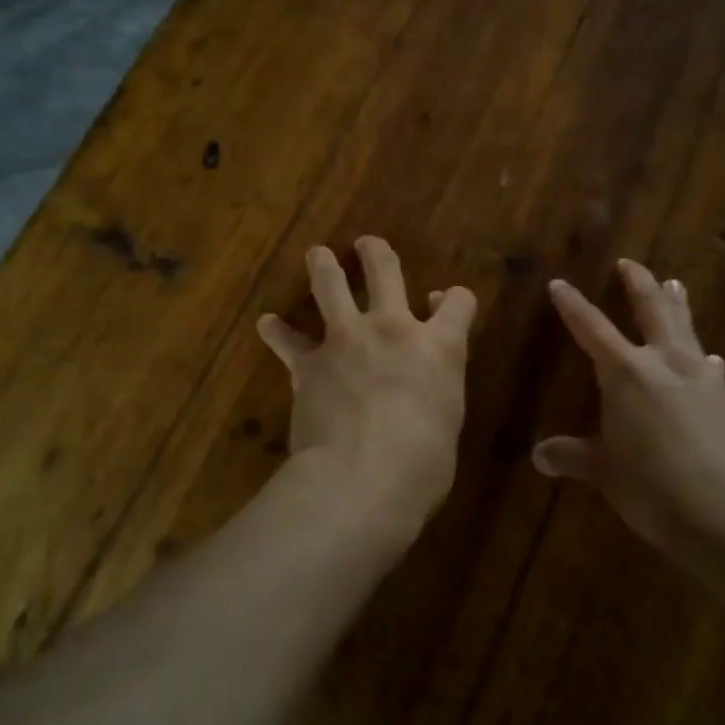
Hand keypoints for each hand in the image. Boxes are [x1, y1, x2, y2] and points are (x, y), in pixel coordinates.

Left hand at [258, 237, 477, 538]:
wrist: (360, 480)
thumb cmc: (421, 467)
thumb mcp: (447, 424)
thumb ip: (437, 389)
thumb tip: (426, 379)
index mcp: (438, 347)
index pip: (457, 303)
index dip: (454, 299)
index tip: (444, 301)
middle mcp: (392, 329)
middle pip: (386, 271)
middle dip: (376, 253)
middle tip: (366, 244)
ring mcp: (346, 340)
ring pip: (331, 286)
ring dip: (323, 266)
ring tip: (318, 254)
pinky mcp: (309, 364)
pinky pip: (287, 340)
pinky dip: (276, 332)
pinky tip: (266, 324)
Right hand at [533, 259, 724, 567]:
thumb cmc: (653, 488)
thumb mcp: (604, 472)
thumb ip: (572, 456)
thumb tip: (538, 456)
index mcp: (625, 373)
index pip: (591, 327)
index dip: (572, 304)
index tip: (559, 283)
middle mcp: (663, 362)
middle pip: (650, 308)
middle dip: (637, 283)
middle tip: (628, 263)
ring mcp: (699, 376)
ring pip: (684, 326)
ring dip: (676, 303)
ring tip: (674, 283)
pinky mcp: (724, 397)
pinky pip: (708, 363)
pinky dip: (701, 353)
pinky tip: (710, 357)